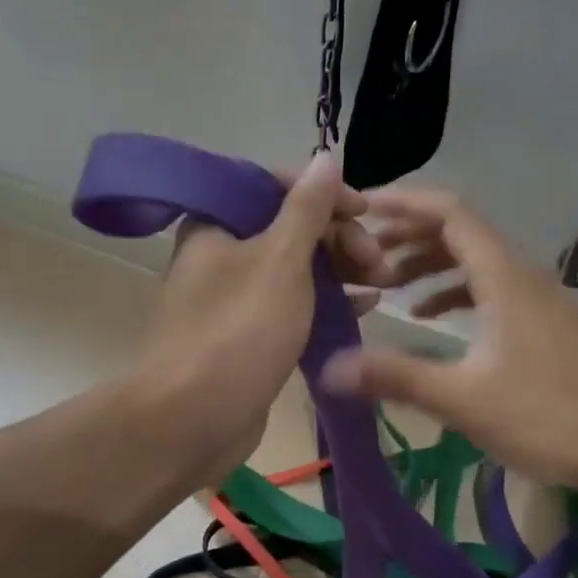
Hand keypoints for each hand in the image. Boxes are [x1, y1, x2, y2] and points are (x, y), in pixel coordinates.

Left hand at [133, 153, 384, 482]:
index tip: (365, 212)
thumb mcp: (281, 260)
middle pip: (288, 226)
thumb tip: (325, 157)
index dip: (324, 194)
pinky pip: (292, 303)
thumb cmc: (239, 331)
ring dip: (339, 268)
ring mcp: (234, 295)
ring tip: (383, 282)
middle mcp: (220, 252)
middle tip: (378, 262)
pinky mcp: (247, 332)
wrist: (193, 420)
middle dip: (338, 237)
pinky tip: (364, 305)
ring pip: (294, 267)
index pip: (273, 185)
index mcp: (215, 222)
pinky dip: (326, 300)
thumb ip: (307, 208)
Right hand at [320, 189, 577, 493]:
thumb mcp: (464, 399)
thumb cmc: (551, 416)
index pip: (450, 213)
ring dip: (430, 265)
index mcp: (502, 276)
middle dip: (408, 235)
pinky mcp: (544, 323)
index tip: (363, 207)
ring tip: (387, 285)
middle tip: (362, 253)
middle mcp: (520, 274)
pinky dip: (455, 292)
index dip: (405, 203)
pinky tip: (432, 319)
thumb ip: (397, 377)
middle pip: (460, 232)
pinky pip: (490, 288)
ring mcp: (536, 298)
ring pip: (475, 261)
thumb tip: (331, 368)